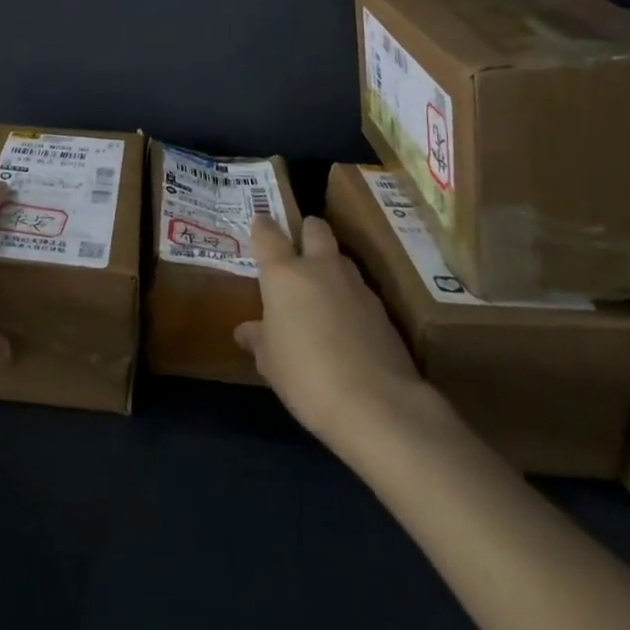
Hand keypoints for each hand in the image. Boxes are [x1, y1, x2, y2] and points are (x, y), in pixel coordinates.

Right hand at [236, 214, 423, 445]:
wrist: (377, 405)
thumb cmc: (306, 376)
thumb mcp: (270, 362)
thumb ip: (258, 338)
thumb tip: (246, 331)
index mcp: (284, 274)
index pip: (268, 233)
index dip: (262, 226)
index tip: (259, 224)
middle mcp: (321, 268)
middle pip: (315, 228)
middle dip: (306, 233)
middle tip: (298, 254)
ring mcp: (356, 286)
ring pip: (341, 258)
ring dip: (330, 267)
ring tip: (323, 295)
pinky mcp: (383, 310)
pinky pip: (360, 291)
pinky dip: (350, 299)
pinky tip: (347, 327)